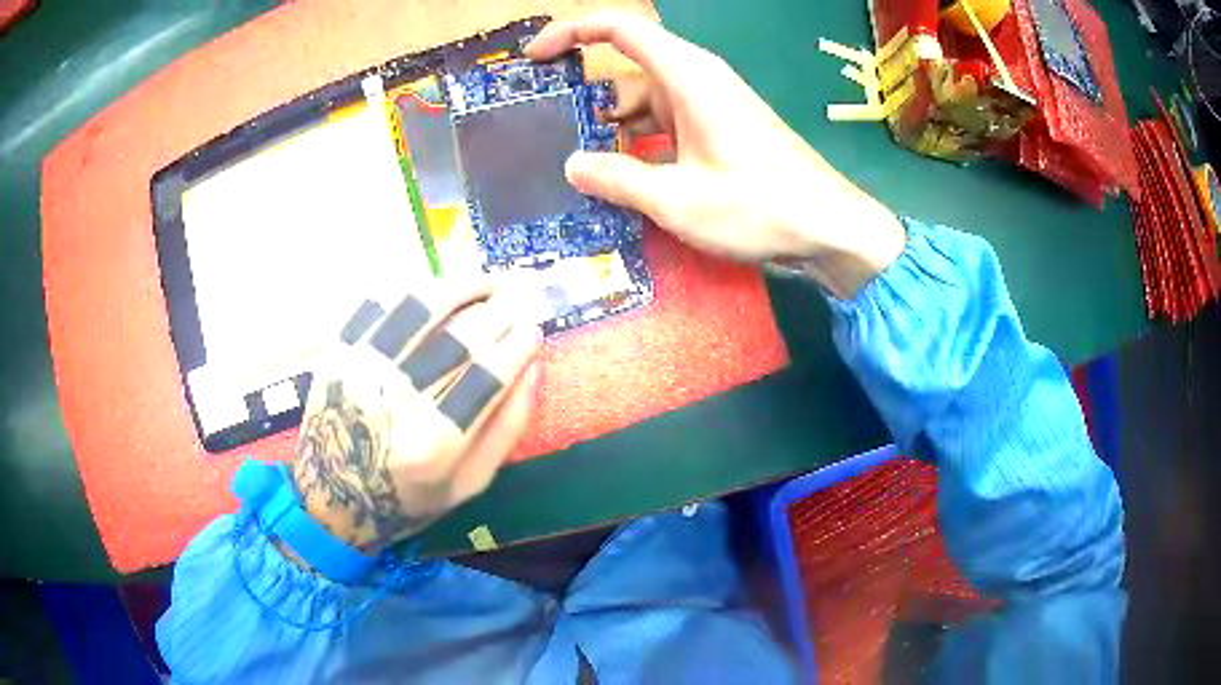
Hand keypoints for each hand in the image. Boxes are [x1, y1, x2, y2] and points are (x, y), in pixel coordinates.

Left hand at [290, 278, 541, 552]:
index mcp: (435, 444)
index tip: (533, 330)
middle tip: (517, 300)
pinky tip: (436, 286)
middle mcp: (396, 400)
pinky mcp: (339, 351)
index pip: (490, 375)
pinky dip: (413, 286)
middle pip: (461, 338)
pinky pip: (380, 301)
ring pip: (420, 307)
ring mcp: (362, 369)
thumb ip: (507, 429)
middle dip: (500, 311)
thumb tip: (533, 368)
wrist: (332, 496)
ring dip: (461, 286)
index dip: (519, 344)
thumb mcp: (469, 484)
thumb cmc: (407, 499)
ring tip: (485, 281)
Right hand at [527, 12, 906, 298]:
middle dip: (586, 101)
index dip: (572, 32)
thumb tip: (572, 166)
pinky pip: (665, 126)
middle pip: (626, 73)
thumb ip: (618, 179)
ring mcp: (709, 105)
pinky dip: (640, 145)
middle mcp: (696, 81)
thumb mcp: (678, 199)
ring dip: (613, 132)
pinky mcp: (718, 129)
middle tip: (548, 136)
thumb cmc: (760, 206)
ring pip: (644, 105)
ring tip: (580, 171)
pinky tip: (624, 180)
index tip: (536, 58)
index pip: (620, 28)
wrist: (829, 227)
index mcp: (687, 76)